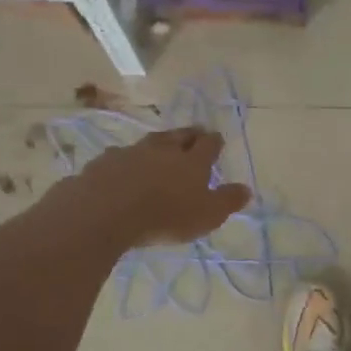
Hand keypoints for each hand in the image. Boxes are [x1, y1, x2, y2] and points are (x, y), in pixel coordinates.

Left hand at [71, 127, 250, 246]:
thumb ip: (227, 201)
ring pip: (149, 142)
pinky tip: (124, 168)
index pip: (208, 144)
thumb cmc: (165, 216)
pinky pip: (120, 156)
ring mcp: (131, 152)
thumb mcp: (206, 215)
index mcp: (191, 161)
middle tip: (194, 135)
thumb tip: (247, 189)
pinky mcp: (104, 162)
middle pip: (179, 135)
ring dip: (157, 145)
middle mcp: (163, 149)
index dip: (214, 141)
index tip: (217, 140)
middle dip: (189, 135)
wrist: (105, 212)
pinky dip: (127, 160)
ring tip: (159, 150)